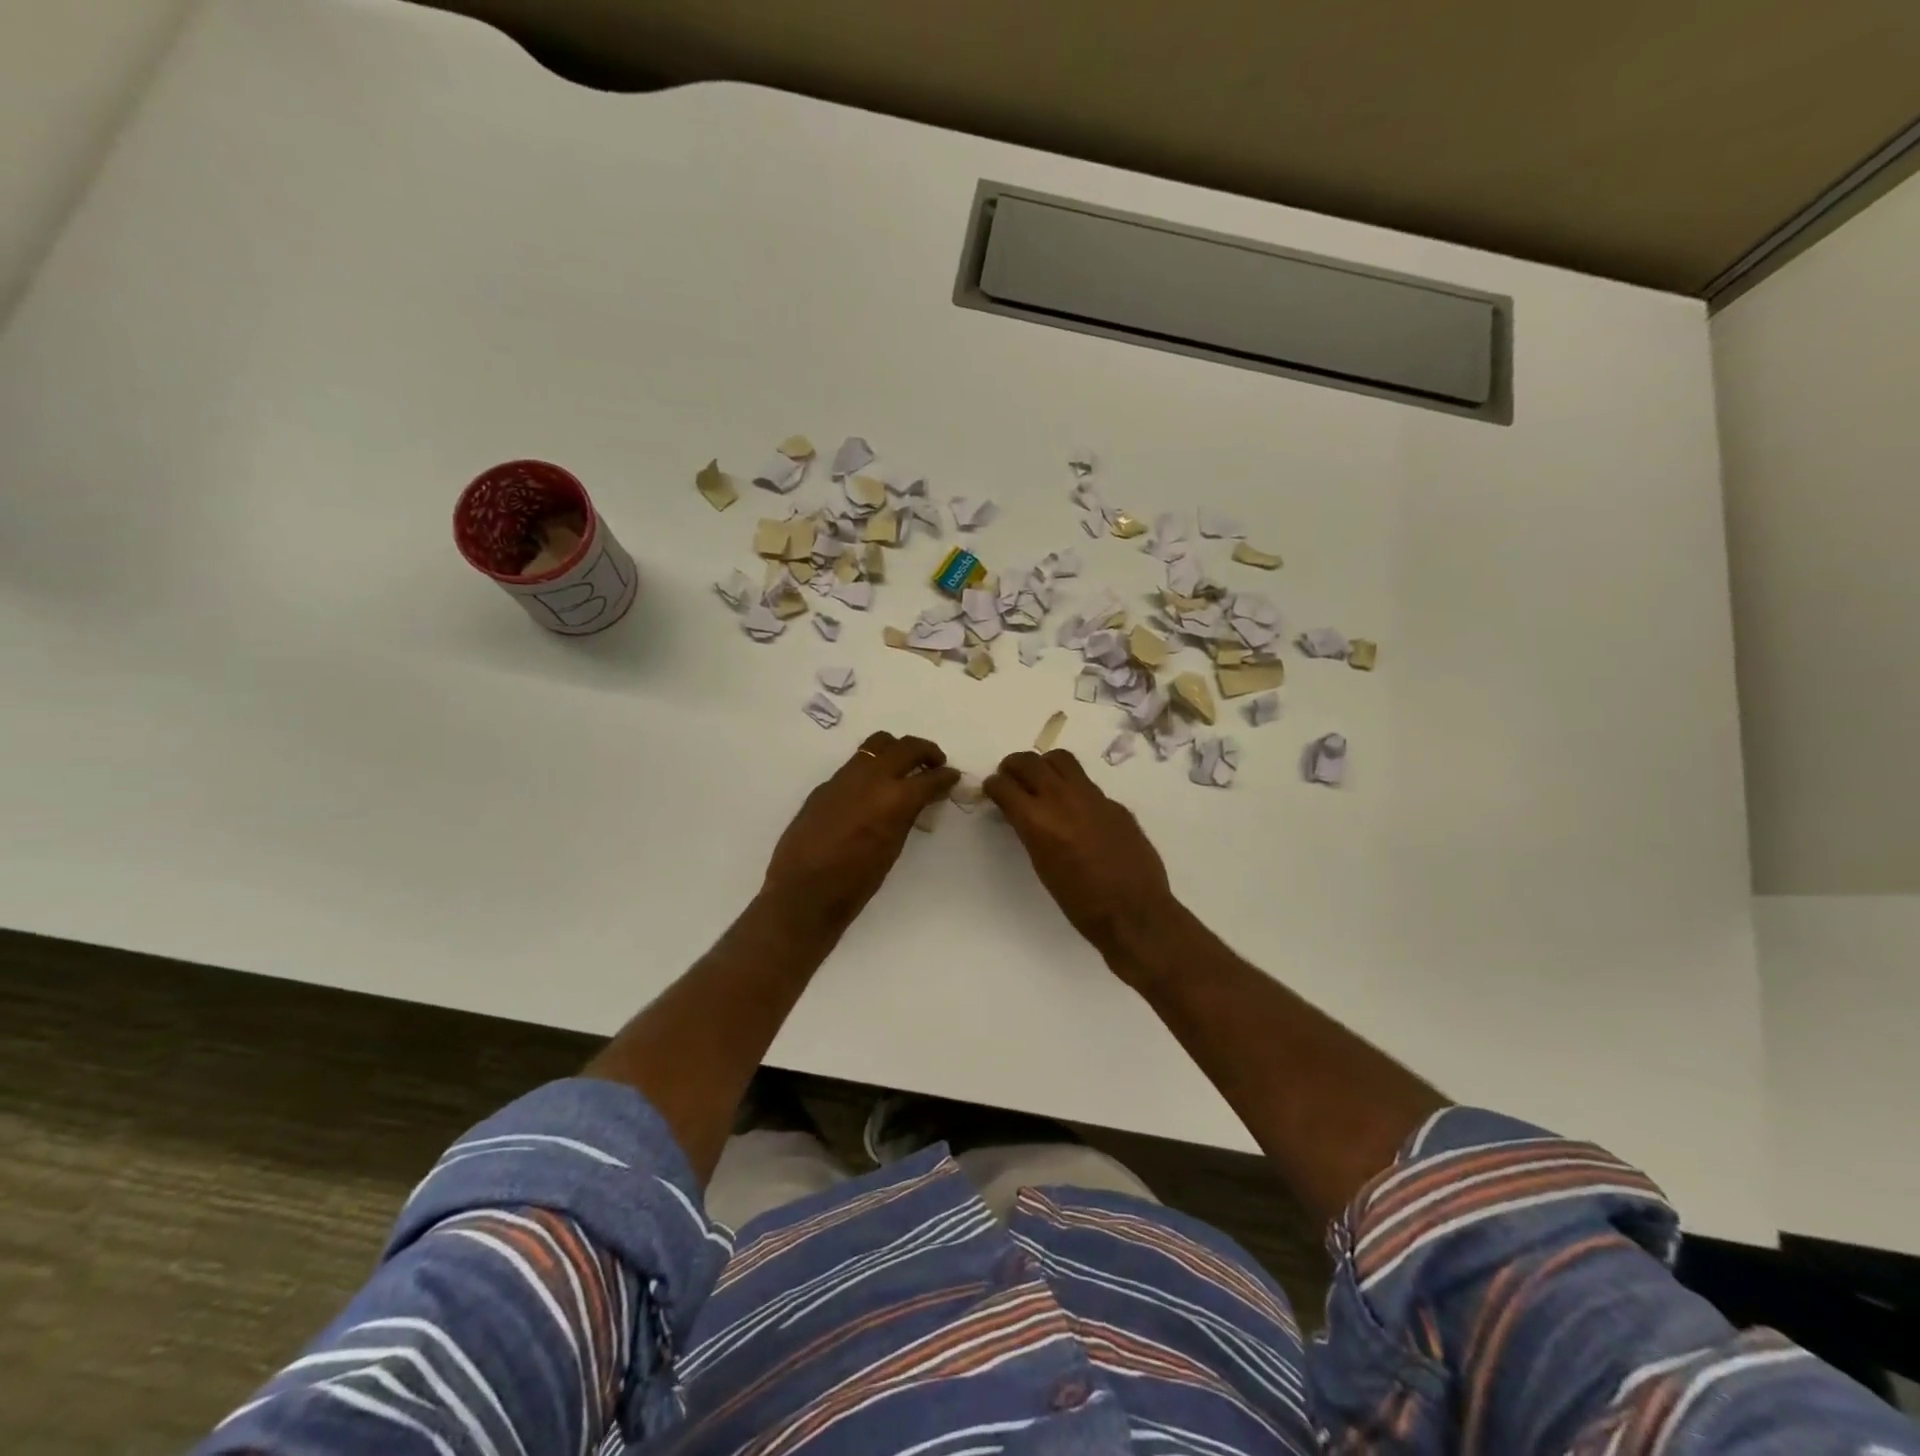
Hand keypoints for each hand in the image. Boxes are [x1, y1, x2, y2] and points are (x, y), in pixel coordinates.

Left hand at [763, 731, 959, 930]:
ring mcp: (845, 777)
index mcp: (894, 799)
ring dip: (897, 750)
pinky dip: (872, 767)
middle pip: (906, 747)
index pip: (930, 777)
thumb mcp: (893, 848)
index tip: (952, 777)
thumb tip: (919, 798)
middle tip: (935, 763)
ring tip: (904, 767)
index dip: (946, 776)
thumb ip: (907, 815)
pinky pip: (855, 764)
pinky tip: (872, 789)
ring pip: (877, 744)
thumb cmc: (856, 882)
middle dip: (926, 752)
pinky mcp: (826, 784)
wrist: (804, 891)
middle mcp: (871, 778)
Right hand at [984, 749, 1176, 971]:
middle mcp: (1062, 799)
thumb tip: (1024, 814)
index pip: (1004, 785)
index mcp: (1037, 820)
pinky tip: (1077, 812)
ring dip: (1044, 766)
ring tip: (1042, 781)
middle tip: (1010, 777)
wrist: (1133, 912)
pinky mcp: (1114, 803)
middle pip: (1030, 762)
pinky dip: (1073, 789)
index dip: (993, 785)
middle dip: (1013, 766)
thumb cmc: (1079, 902)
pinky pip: (1087, 784)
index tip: (992, 789)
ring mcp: (1092, 796)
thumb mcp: (1042, 865)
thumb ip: (1031, 831)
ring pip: (1061, 760)